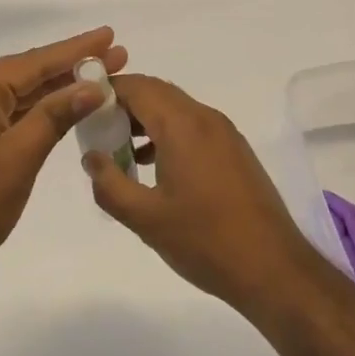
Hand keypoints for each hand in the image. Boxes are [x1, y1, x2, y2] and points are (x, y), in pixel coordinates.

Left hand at [0, 27, 126, 291]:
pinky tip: (66, 109)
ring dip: (59, 89)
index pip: (35, 62)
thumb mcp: (18, 157)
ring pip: (22, 95)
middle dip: (73, 66)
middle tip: (117, 57)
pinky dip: (41, 111)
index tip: (110, 35)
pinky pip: (12, 114)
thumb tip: (93, 86)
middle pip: (29, 73)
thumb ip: (55, 116)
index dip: (77, 50)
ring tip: (101, 79)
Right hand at [82, 74, 319, 311]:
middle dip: (123, 104)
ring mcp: (224, 133)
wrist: (273, 268)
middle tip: (96, 130)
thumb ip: (110, 184)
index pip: (136, 86)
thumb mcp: (145, 218)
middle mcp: (205, 118)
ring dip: (145, 119)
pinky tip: (153, 165)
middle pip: (156, 92)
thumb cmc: (205, 241)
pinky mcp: (234, 150)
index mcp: (182, 125)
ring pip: (175, 108)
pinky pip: (193, 125)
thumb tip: (91, 158)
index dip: (106, 90)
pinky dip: (167, 132)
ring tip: (119, 150)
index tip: (81, 108)